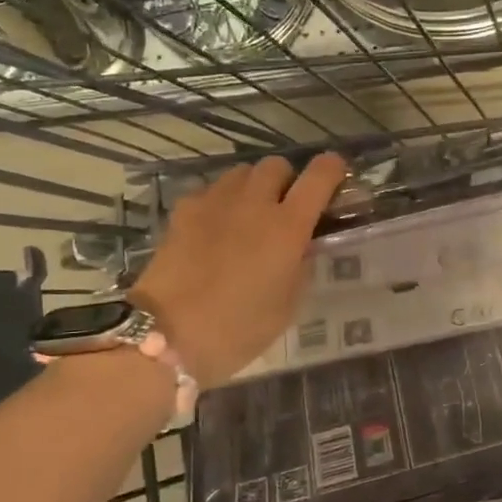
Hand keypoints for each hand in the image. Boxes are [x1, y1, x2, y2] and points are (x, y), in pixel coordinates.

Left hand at [130, 152, 348, 388]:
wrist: (166, 335)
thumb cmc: (238, 330)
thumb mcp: (287, 307)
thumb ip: (301, 267)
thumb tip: (302, 246)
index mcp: (288, 226)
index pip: (320, 175)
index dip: (332, 170)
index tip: (335, 180)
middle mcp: (254, 202)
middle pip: (277, 165)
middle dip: (287, 181)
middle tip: (284, 210)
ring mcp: (214, 202)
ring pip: (241, 173)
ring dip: (253, 188)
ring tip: (248, 217)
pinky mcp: (183, 210)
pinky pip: (211, 191)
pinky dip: (220, 202)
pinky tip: (215, 230)